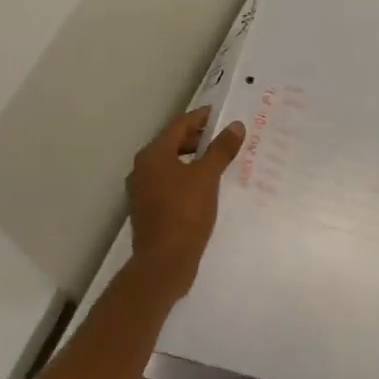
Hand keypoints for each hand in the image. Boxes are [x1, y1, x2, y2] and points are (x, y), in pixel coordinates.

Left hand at [126, 106, 246, 300]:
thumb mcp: (208, 177)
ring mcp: (143, 190)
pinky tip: (207, 187)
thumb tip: (235, 125)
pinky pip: (171, 183)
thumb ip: (221, 149)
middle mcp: (143, 168)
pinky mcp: (149, 209)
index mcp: (153, 155)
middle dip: (200, 139)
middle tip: (226, 138)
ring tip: (220, 162)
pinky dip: (188, 178)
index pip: (180, 125)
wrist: (163, 264)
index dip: (202, 118)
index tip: (224, 114)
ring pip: (173, 165)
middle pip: (174, 143)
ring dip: (195, 160)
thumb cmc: (185, 213)